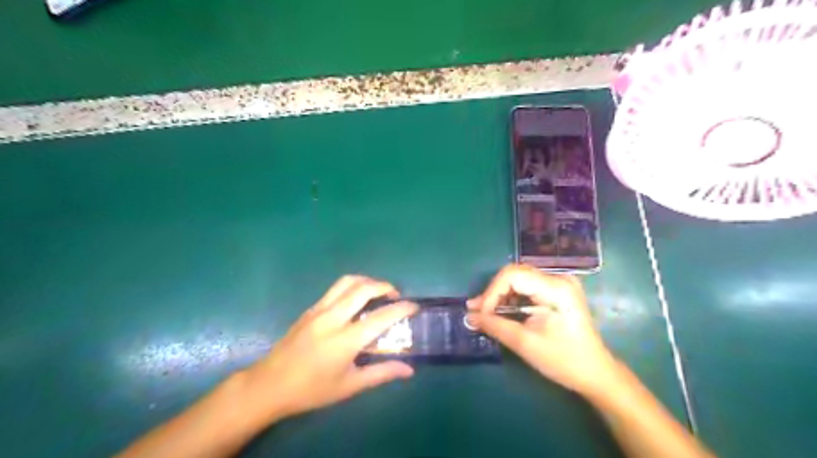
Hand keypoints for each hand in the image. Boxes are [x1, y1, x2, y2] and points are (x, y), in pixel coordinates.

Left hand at [240, 275, 419, 421]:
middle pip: (363, 288)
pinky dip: (352, 287)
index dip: (402, 309)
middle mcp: (333, 318)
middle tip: (396, 295)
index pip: (381, 317)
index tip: (414, 306)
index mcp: (345, 340)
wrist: (269, 385)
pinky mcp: (310, 309)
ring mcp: (319, 310)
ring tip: (377, 291)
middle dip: (385, 286)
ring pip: (347, 281)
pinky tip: (355, 301)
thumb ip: (381, 374)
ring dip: (367, 281)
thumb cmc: (311, 390)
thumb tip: (409, 370)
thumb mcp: (349, 386)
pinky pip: (335, 289)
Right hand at [469, 265, 616, 396]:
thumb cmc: (564, 360)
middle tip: (476, 312)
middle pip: (515, 274)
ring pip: (519, 279)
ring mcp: (560, 283)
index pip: (512, 275)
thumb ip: (495, 325)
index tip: (480, 314)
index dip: (491, 292)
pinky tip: (501, 312)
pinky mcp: (557, 291)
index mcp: (556, 288)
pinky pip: (527, 287)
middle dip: (493, 293)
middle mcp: (558, 278)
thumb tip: (469, 316)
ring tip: (484, 313)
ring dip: (500, 296)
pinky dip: (511, 298)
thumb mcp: (525, 343)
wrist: (596, 373)